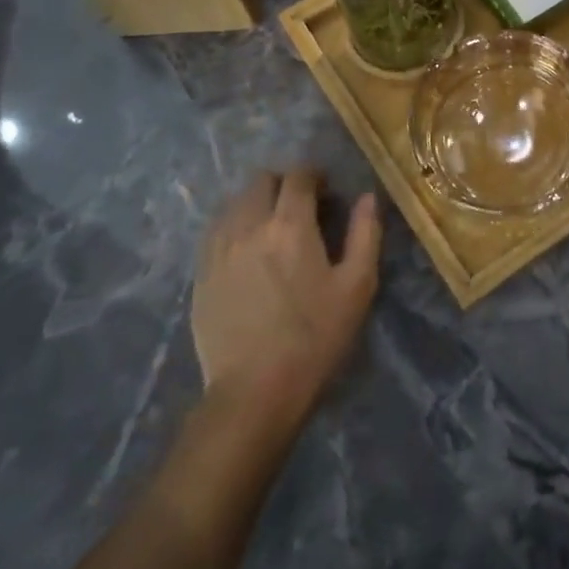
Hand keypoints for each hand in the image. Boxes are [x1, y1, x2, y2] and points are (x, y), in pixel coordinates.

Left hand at [191, 171, 381, 423]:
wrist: (254, 392)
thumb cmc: (315, 338)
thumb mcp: (357, 286)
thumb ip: (365, 233)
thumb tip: (367, 197)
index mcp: (290, 225)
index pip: (298, 177)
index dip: (315, 176)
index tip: (327, 191)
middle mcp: (249, 226)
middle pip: (261, 181)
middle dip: (284, 184)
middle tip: (301, 206)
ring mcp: (218, 250)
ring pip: (235, 203)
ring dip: (257, 202)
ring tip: (272, 227)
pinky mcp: (201, 274)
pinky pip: (216, 231)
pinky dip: (235, 226)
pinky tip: (247, 250)